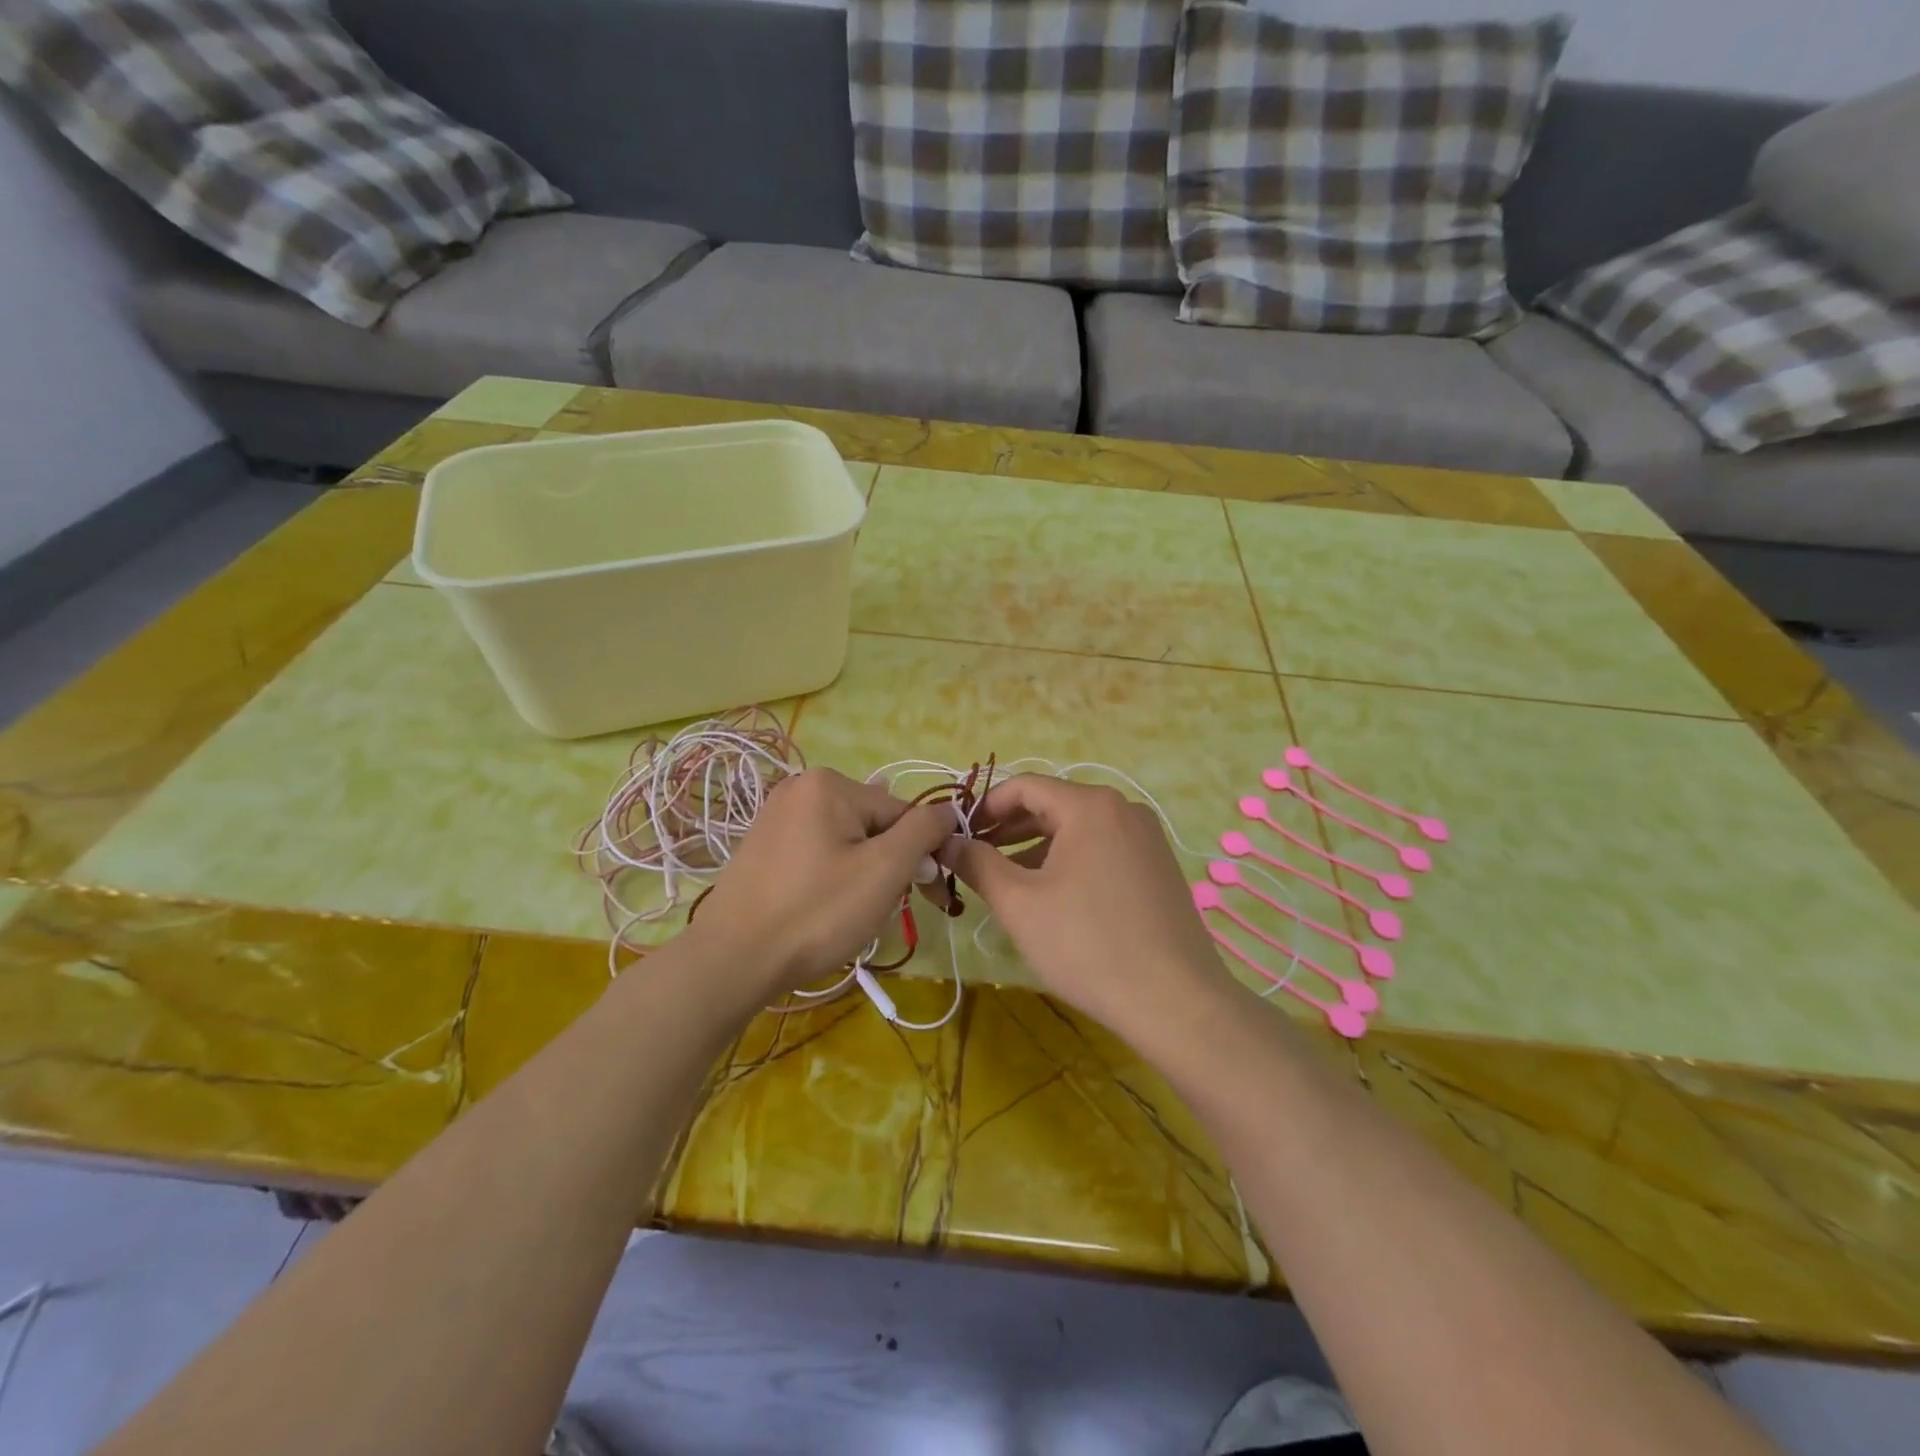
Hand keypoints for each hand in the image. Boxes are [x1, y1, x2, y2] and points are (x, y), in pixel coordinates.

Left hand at [686, 769, 955, 997]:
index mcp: (829, 784)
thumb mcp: (885, 869)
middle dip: (887, 865)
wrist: (732, 960)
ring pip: (847, 842)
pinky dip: (831, 878)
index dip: (920, 854)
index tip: (929, 895)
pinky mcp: (763, 846)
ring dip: (862, 874)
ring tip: (848, 914)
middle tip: (878, 909)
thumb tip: (949, 811)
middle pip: (873, 825)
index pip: (901, 813)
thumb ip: (924, 831)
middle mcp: (800, 787)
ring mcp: (776, 816)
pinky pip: (817, 853)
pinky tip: (822, 908)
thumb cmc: (817, 912)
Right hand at [944, 776, 1237, 1034]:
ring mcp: (1146, 837)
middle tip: (975, 860)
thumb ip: (976, 863)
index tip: (958, 836)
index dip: (985, 807)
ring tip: (1007, 882)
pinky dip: (1069, 861)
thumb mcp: (1019, 903)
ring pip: (1077, 829)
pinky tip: (1052, 896)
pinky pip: (1102, 848)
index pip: (1024, 786)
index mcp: (1090, 805)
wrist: (1176, 1001)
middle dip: (1008, 829)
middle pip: (1052, 804)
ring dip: (1036, 848)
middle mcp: (1123, 808)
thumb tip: (946, 842)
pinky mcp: (1157, 866)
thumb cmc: (1087, 945)